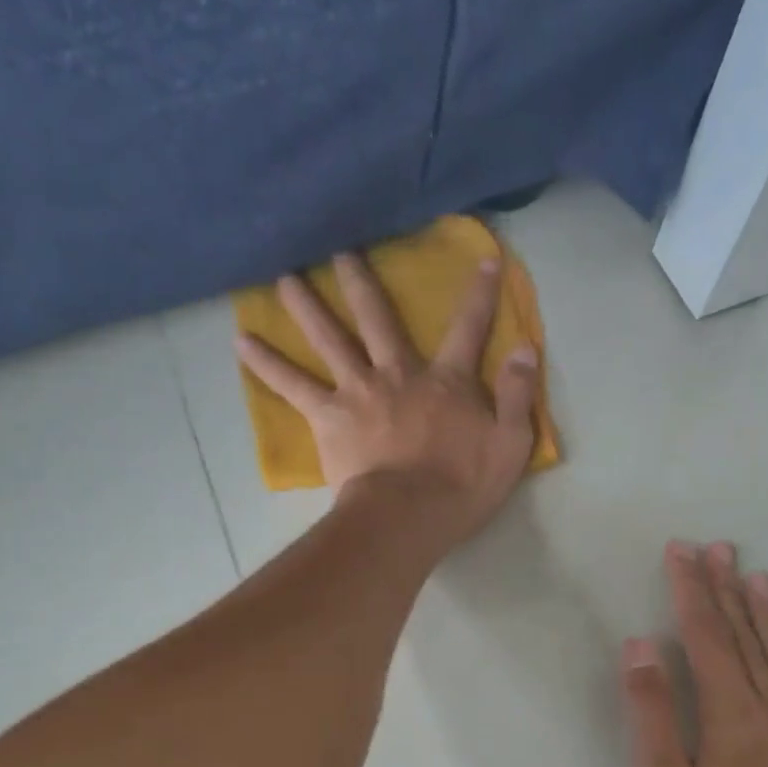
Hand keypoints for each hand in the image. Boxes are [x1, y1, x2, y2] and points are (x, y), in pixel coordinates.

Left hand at [236, 252, 539, 547]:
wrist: (408, 516)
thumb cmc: (462, 487)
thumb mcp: (510, 444)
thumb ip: (516, 394)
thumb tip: (526, 347)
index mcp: (446, 382)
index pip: (469, 329)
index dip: (480, 295)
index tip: (484, 259)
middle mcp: (399, 374)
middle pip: (379, 319)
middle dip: (363, 282)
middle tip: (340, 250)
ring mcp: (359, 392)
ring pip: (330, 339)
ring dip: (307, 306)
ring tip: (283, 277)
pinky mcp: (328, 417)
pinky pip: (292, 385)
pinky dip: (266, 363)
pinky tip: (241, 342)